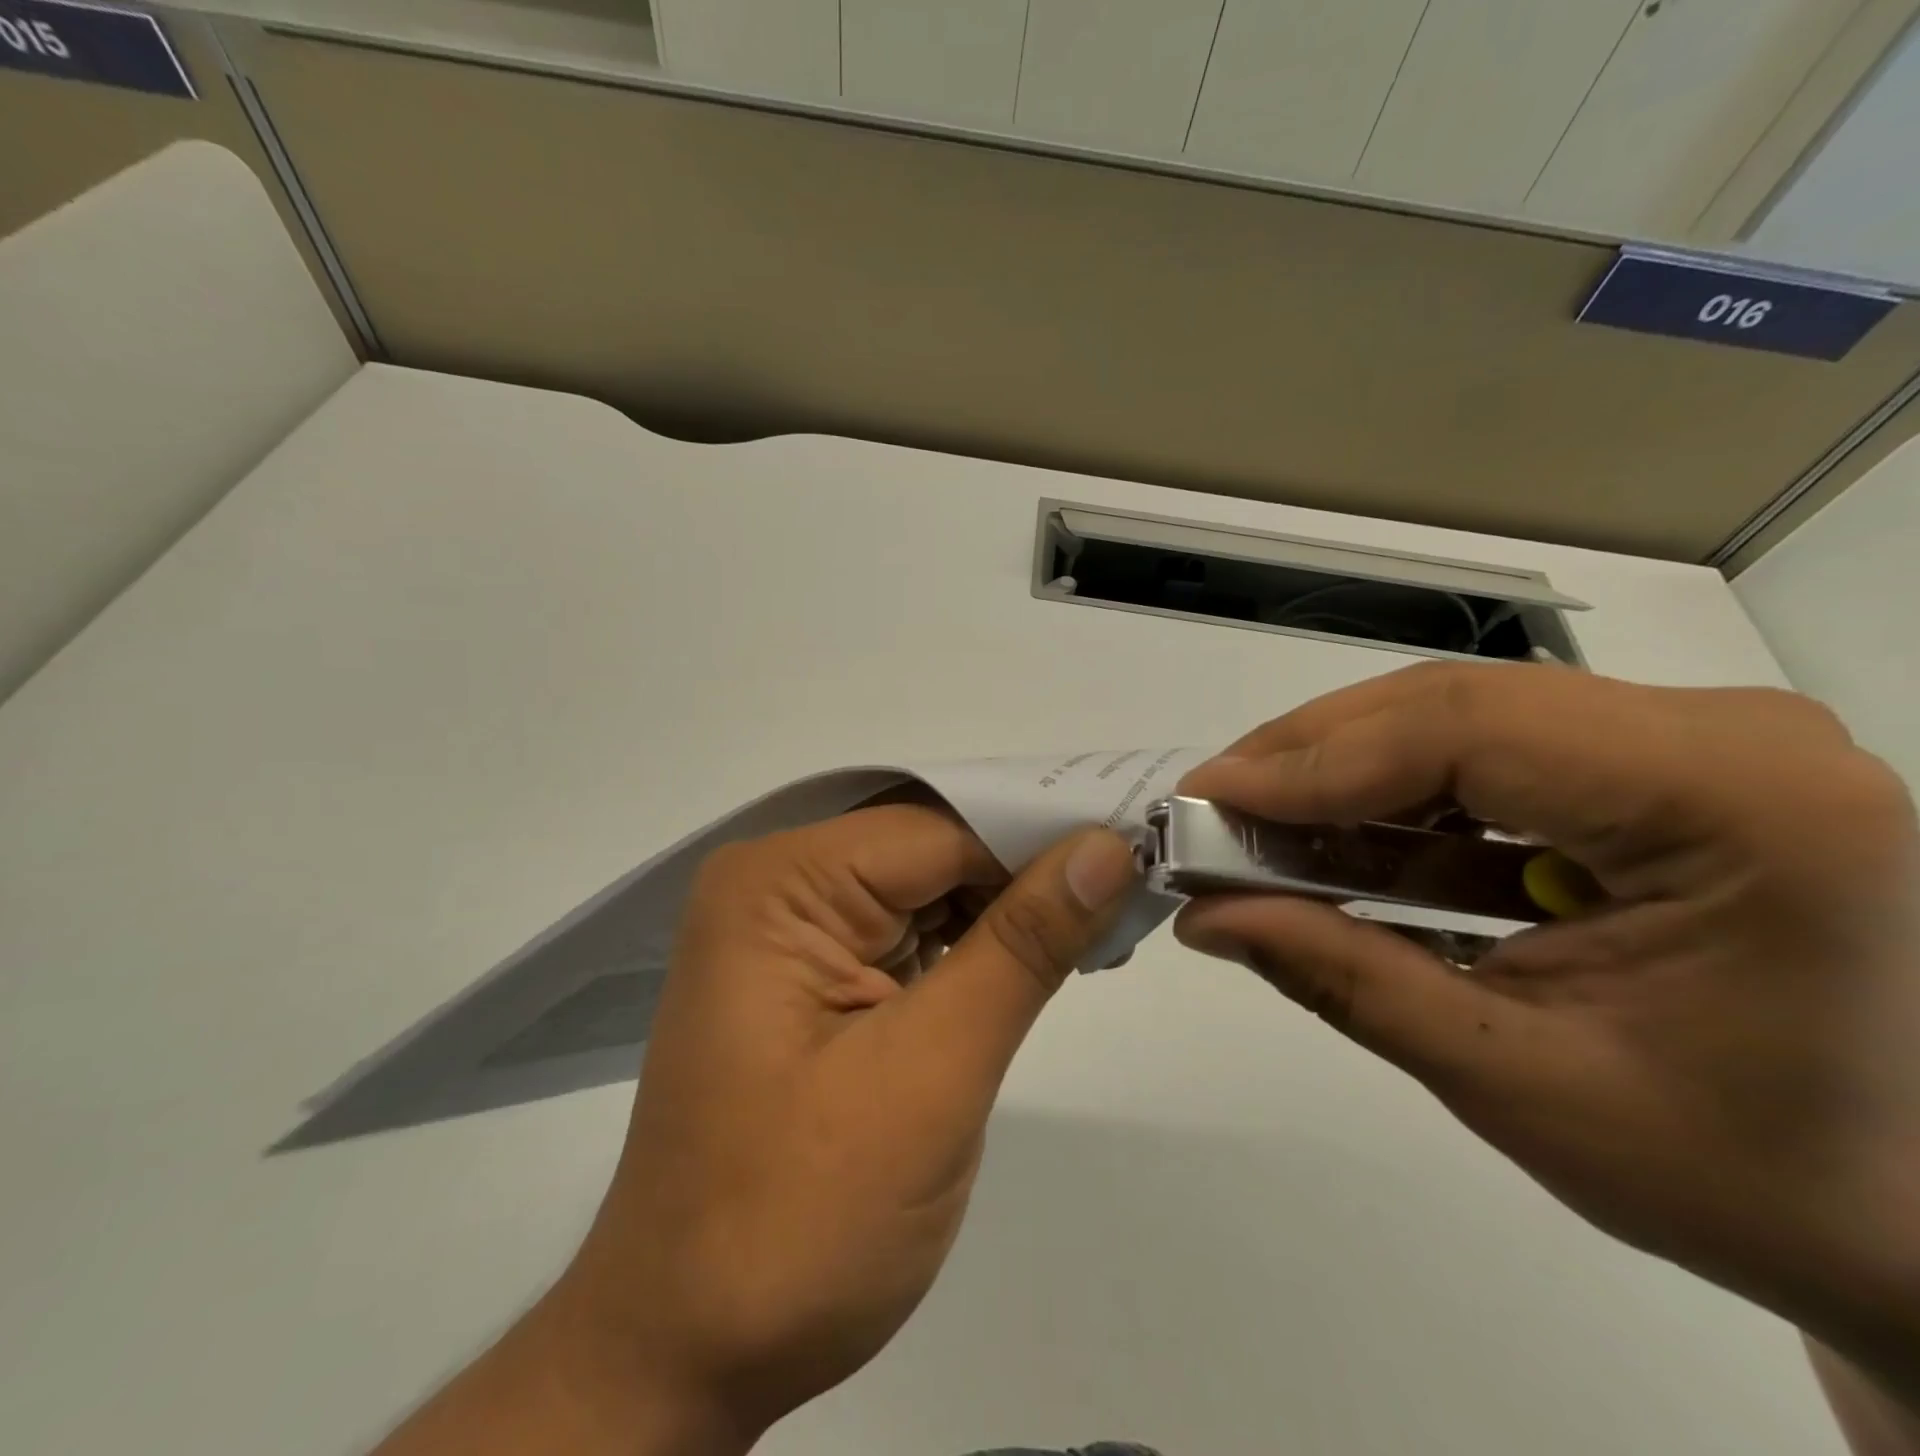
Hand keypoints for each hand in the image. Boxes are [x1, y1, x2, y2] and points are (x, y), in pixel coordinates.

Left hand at [514, 805, 1135, 1452]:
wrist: (689, 1353)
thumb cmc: (800, 1220)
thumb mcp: (930, 1073)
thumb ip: (1023, 947)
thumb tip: (1107, 847)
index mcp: (780, 884)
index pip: (938, 830)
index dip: (1038, 841)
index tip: (1135, 857)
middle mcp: (776, 886)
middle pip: (930, 851)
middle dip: (1025, 876)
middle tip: (1127, 898)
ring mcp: (787, 930)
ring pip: (925, 888)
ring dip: (1004, 914)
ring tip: (1095, 933)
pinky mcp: (808, 975)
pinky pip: (905, 931)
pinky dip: (970, 947)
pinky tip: (1028, 965)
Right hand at [1174, 663, 1919, 1408]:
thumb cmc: (1747, 1174)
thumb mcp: (1518, 1080)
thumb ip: (1343, 979)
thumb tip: (1204, 919)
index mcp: (1740, 803)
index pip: (1467, 730)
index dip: (1312, 762)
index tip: (1205, 800)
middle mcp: (1727, 737)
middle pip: (1452, 707)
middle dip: (1311, 760)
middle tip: (1212, 810)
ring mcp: (1695, 743)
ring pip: (1458, 723)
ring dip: (1344, 780)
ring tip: (1253, 830)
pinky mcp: (1657, 770)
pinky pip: (1488, 762)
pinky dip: (1397, 805)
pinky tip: (1332, 847)